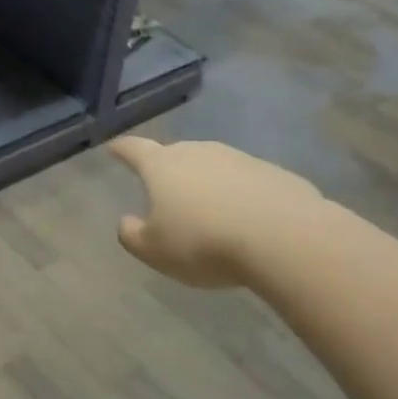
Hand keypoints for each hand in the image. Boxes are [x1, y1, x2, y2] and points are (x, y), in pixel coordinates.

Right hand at [107, 137, 321, 287]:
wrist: (283, 237)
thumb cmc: (203, 242)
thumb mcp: (153, 250)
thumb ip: (132, 234)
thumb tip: (127, 221)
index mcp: (162, 166)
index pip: (134, 149)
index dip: (122, 149)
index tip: (114, 148)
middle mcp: (198, 152)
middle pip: (175, 155)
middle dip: (167, 170)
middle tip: (164, 191)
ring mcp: (239, 159)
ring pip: (212, 167)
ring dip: (206, 184)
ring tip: (208, 212)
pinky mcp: (273, 173)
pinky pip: (246, 183)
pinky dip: (239, 196)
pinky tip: (245, 222)